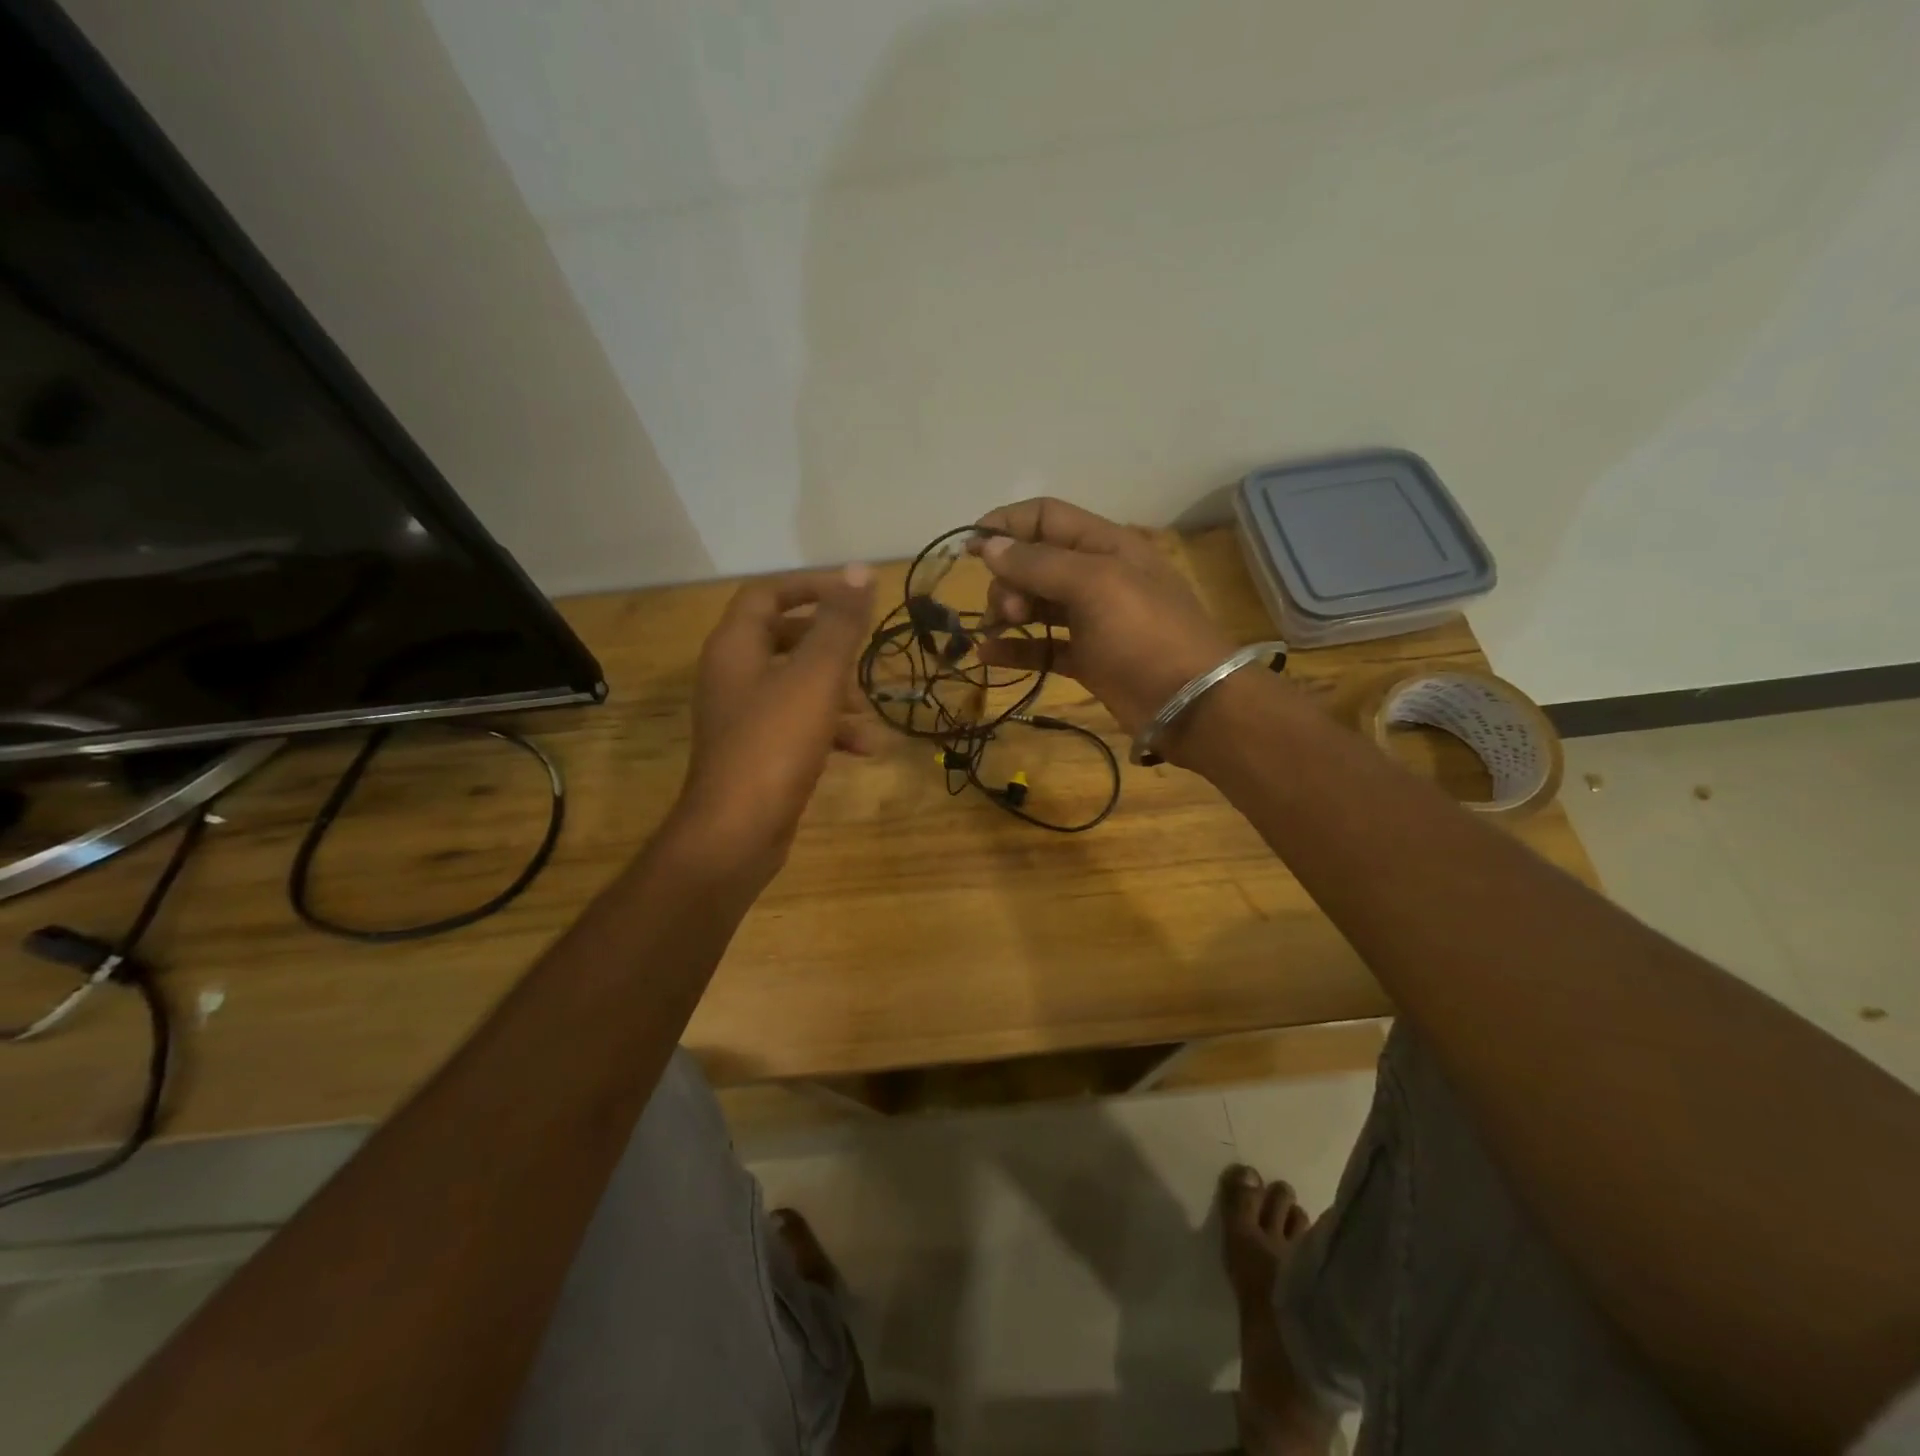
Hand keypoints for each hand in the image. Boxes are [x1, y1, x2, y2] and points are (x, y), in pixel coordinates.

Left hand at [671, 565, 875, 878]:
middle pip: (783, 639)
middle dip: (829, 645)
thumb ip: (840, 625)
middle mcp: (732, 675)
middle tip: (863, 651)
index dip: (810, 587)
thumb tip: (861, 570)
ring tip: (870, 712)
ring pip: (794, 685)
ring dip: (835, 692)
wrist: (736, 832)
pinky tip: (863, 750)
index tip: (853, 595)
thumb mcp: (816, 678)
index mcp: (736, 647)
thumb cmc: (775, 744)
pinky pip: (796, 725)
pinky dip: (828, 729)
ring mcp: (742, 717)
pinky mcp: (756, 752)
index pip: (767, 594)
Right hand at [970, 498, 1235, 742]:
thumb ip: (1039, 564)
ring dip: (1008, 611)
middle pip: (1036, 562)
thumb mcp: (1094, 585)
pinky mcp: (1088, 659)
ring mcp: (1093, 620)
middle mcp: (1097, 576)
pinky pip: (1043, 646)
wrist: (1191, 704)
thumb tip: (989, 546)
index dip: (1007, 524)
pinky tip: (987, 655)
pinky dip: (1016, 649)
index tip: (970, 546)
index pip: (1046, 517)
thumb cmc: (1145, 633)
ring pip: (1036, 604)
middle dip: (1009, 579)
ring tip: (996, 629)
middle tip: (1007, 610)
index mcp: (1105, 545)